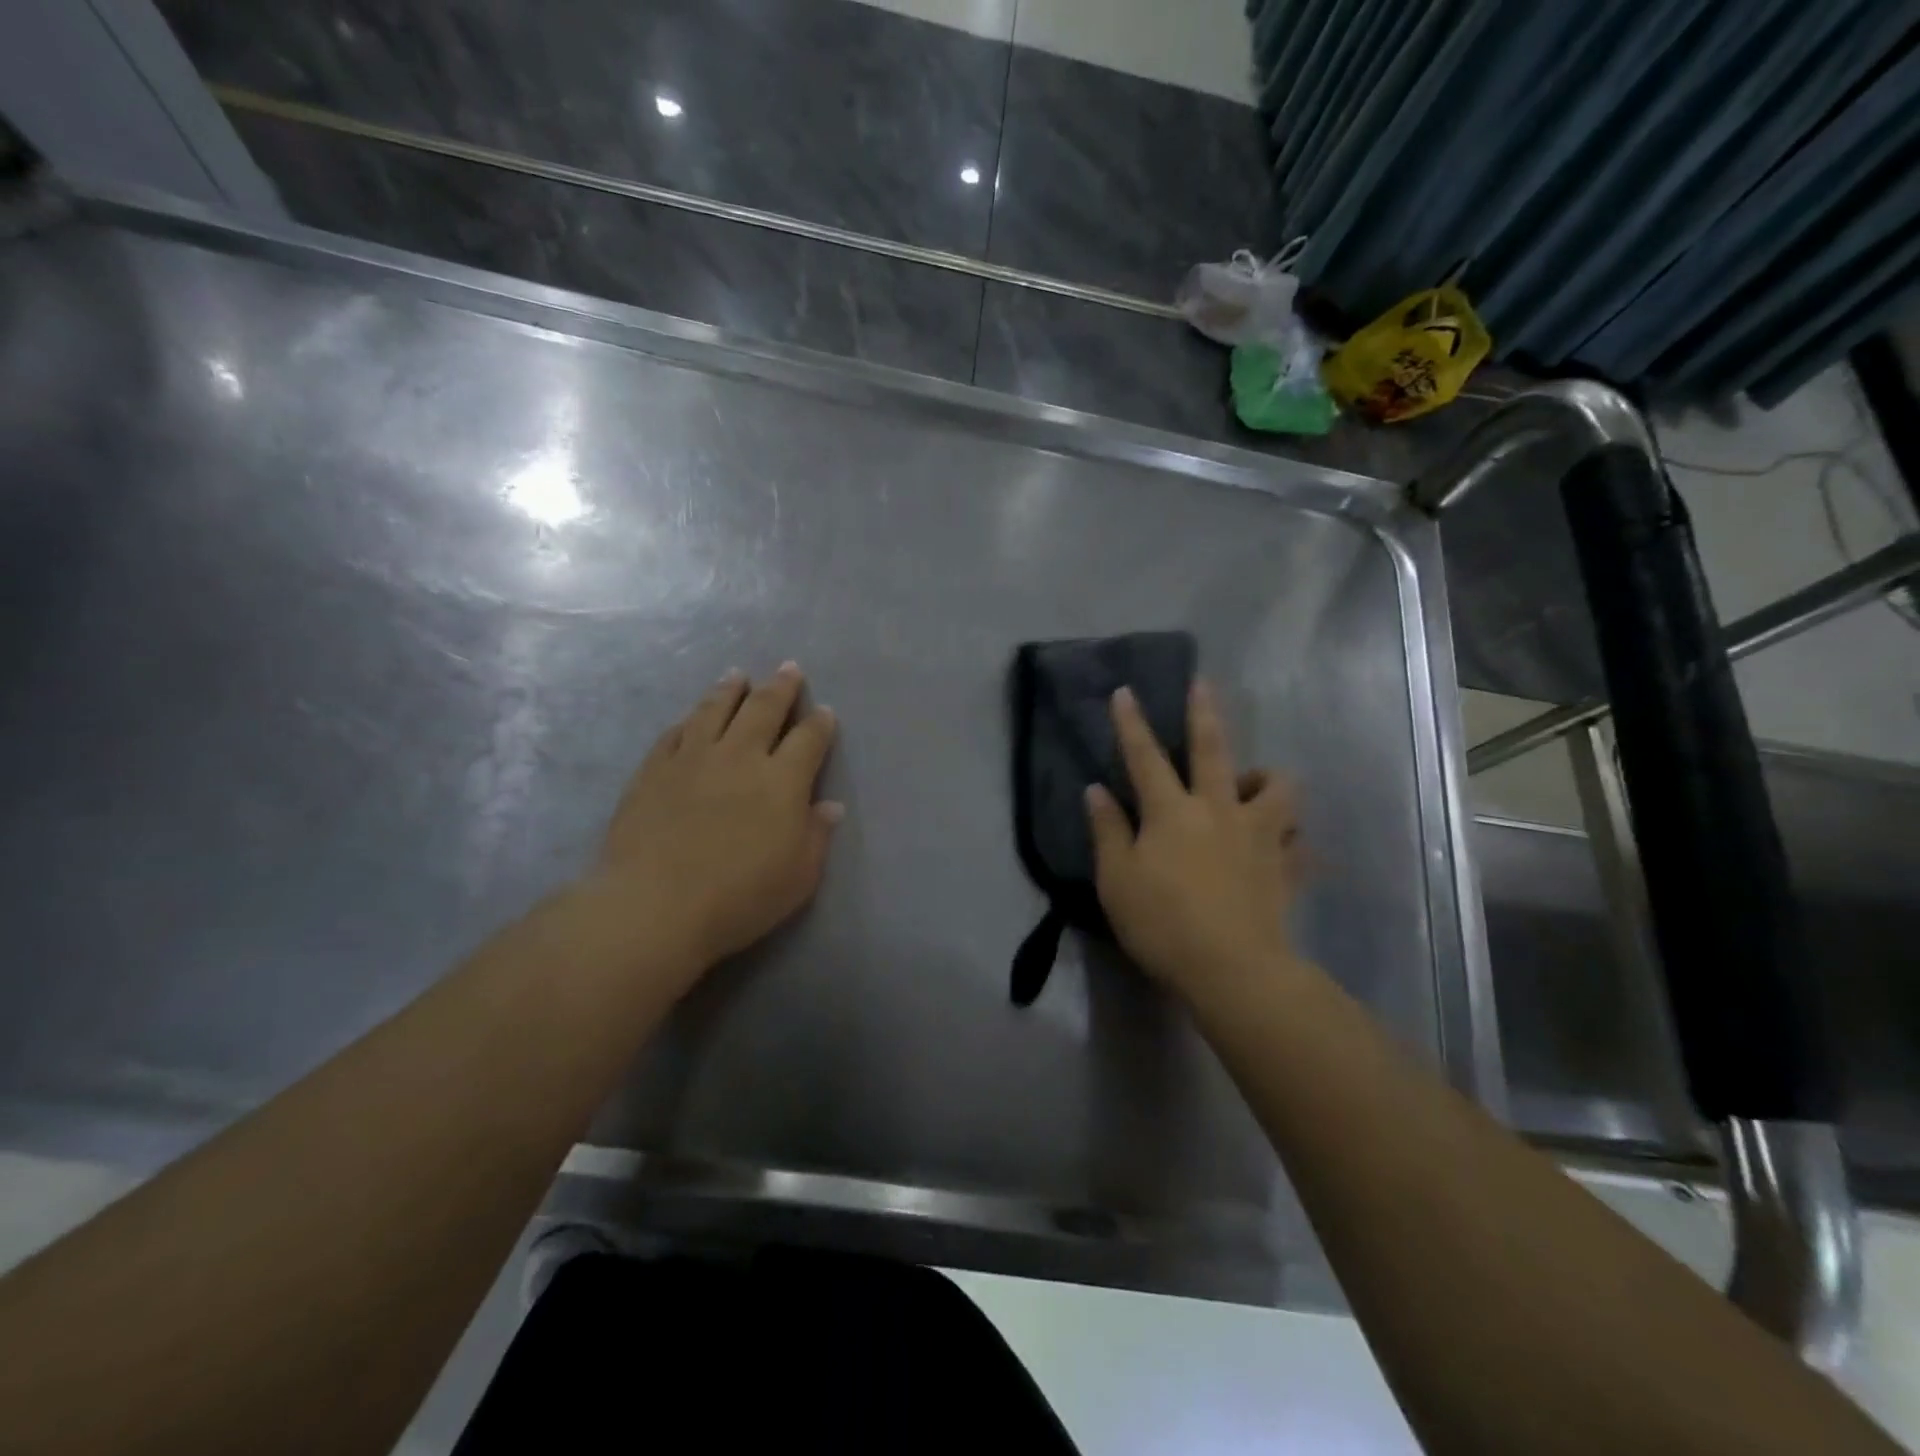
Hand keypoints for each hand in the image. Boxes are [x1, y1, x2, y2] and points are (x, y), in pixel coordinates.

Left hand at [589, 663, 841, 977]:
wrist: (656, 906)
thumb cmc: (740, 896)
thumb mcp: (799, 876)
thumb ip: (817, 835)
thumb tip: (830, 806)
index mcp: (782, 780)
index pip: (808, 739)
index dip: (820, 723)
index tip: (825, 712)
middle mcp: (740, 756)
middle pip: (764, 709)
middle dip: (781, 687)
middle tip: (789, 668)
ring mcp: (693, 759)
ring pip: (715, 710)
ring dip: (730, 690)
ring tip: (738, 675)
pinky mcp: (653, 770)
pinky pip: (674, 733)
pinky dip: (688, 720)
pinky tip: (690, 716)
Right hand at [1086, 680, 1303, 997]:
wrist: (1232, 969)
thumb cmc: (1162, 923)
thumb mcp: (1117, 880)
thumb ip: (1107, 831)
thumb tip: (1095, 790)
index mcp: (1172, 812)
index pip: (1145, 757)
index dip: (1132, 723)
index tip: (1125, 692)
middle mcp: (1218, 810)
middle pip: (1214, 750)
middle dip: (1204, 714)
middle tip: (1203, 684)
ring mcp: (1259, 835)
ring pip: (1277, 788)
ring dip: (1266, 778)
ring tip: (1254, 785)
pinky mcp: (1286, 866)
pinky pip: (1301, 843)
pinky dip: (1294, 839)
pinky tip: (1287, 846)